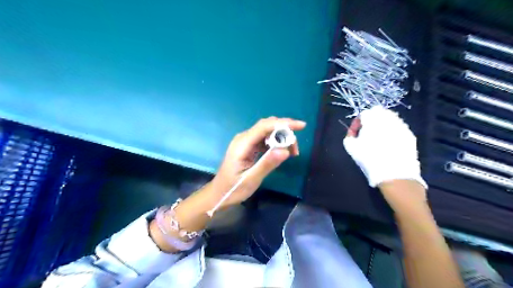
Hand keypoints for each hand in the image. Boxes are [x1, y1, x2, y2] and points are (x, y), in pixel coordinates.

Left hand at [211, 116, 305, 207]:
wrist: (218, 193)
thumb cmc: (233, 188)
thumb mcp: (251, 179)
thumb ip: (267, 164)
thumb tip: (286, 150)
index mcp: (242, 144)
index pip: (265, 126)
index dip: (284, 123)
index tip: (301, 126)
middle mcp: (243, 138)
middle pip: (267, 126)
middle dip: (285, 131)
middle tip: (296, 147)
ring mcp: (245, 141)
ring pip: (267, 132)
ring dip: (281, 137)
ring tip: (292, 152)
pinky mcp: (248, 146)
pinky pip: (264, 139)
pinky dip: (275, 142)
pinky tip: (281, 152)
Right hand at [342, 107, 426, 187]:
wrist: (394, 174)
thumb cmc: (369, 159)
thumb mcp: (351, 148)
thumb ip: (349, 136)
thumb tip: (353, 133)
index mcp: (372, 119)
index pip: (363, 114)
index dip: (356, 123)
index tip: (354, 134)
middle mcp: (388, 118)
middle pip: (378, 112)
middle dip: (371, 121)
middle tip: (366, 133)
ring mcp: (401, 126)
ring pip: (390, 119)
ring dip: (382, 125)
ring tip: (378, 139)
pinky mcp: (410, 135)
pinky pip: (399, 128)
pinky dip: (393, 132)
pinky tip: (389, 144)